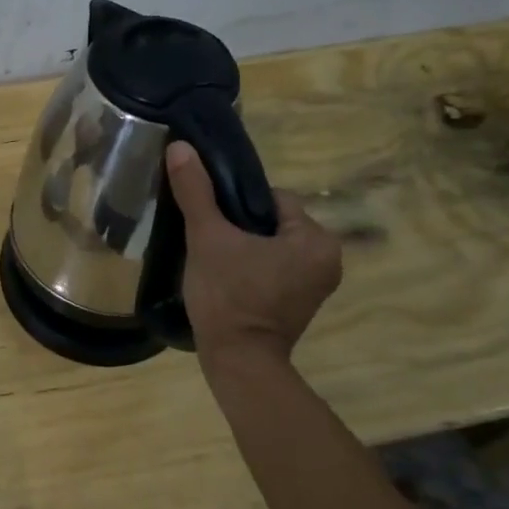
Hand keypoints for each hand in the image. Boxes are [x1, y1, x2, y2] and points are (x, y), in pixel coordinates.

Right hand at [166, 142, 341, 365]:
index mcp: (316, 239)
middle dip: (240, 225)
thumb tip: (180, 146)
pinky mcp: (300, 304)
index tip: (210, 218)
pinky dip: (252, 268)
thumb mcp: (207, 237)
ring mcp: (316, 285)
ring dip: (244, 247)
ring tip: (212, 257)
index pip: (272, 198)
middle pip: (272, 222)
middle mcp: (328, 259)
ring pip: (271, 246)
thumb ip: (195, 191)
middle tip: (207, 237)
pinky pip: (273, 269)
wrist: (237, 362)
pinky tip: (225, 277)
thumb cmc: (228, 296)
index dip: (236, 202)